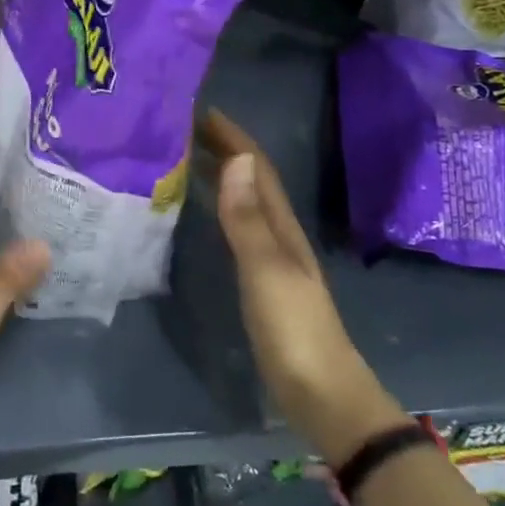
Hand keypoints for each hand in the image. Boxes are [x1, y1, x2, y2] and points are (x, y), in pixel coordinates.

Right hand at [197, 110, 405, 463]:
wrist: (323, 396)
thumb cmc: (295, 331)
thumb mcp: (267, 271)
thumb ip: (247, 220)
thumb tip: (235, 159)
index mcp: (282, 226)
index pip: (257, 168)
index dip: (232, 136)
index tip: (198, 110)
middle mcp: (279, 234)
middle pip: (251, 180)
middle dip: (222, 148)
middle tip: (181, 128)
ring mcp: (272, 258)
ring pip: (244, 202)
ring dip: (220, 173)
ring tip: (185, 158)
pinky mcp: (262, 282)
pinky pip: (238, 228)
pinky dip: (219, 207)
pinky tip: (202, 212)